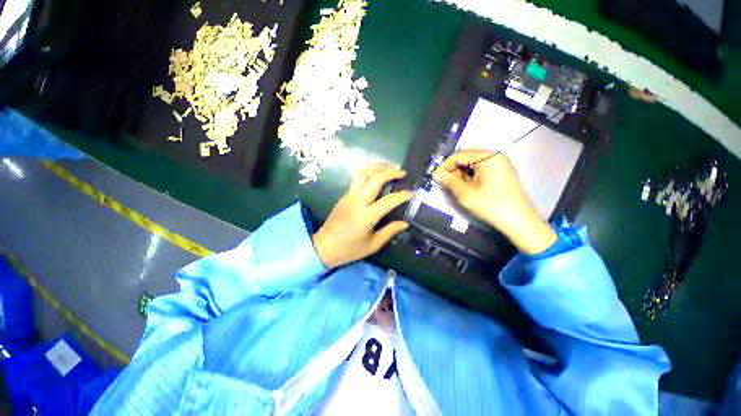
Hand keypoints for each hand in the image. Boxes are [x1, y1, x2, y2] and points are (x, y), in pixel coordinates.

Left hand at [312, 164, 411, 268]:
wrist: (324, 247)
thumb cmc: (349, 249)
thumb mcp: (373, 245)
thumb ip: (390, 231)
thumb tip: (405, 223)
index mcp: (366, 216)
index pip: (388, 200)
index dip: (402, 195)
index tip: (412, 193)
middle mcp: (357, 202)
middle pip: (375, 179)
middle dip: (391, 172)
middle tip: (402, 173)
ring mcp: (349, 196)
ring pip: (363, 173)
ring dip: (377, 167)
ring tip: (389, 167)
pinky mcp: (344, 195)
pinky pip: (357, 178)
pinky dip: (368, 172)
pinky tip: (376, 174)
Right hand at [432, 150, 556, 254]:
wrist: (519, 221)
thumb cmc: (491, 206)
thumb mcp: (465, 194)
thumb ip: (449, 181)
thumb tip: (436, 174)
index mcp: (487, 157)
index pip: (459, 155)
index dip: (444, 166)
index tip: (435, 178)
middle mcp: (495, 156)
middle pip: (466, 157)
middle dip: (453, 169)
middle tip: (445, 183)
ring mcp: (500, 164)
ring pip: (473, 163)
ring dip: (461, 173)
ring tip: (455, 186)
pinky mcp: (502, 172)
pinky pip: (481, 169)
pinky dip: (471, 175)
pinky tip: (467, 186)